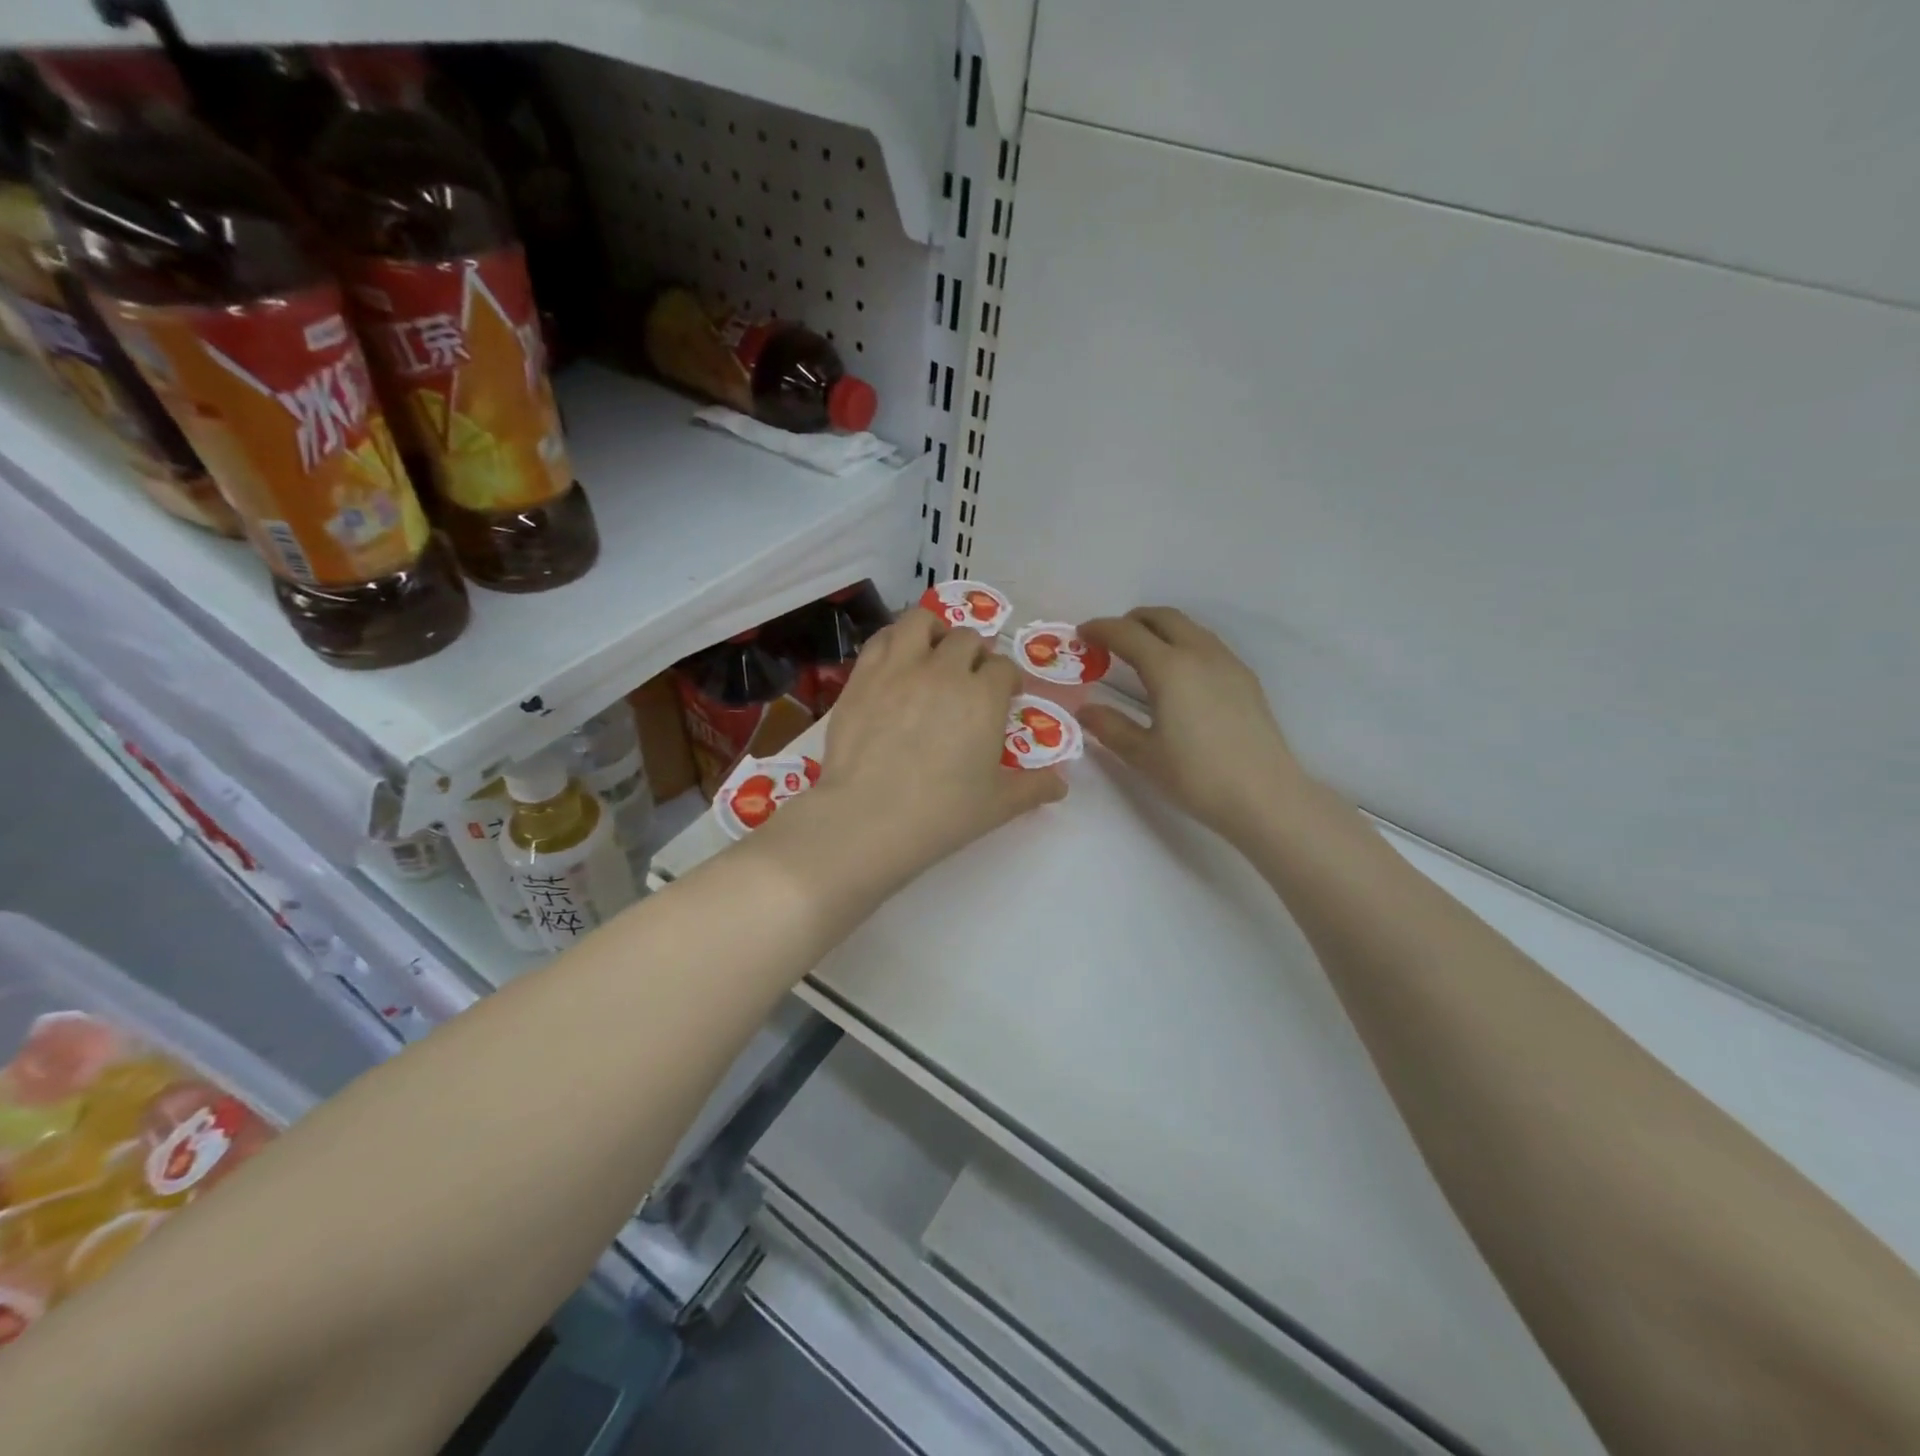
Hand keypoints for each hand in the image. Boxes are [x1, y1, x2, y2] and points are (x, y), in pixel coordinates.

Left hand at [765, 608, 1065, 899]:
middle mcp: (943, 669)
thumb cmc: (940, 814)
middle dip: (975, 654)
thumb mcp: (997, 805)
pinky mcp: (862, 676)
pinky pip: (882, 638)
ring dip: (935, 631)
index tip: (1005, 694)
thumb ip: (1034, 788)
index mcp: (983, 696)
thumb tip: (1061, 784)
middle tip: (970, 677)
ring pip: (921, 621)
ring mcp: (899, 668)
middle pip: (966, 640)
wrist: (867, 818)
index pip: (1003, 668)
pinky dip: (896, 640)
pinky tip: (897, 659)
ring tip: (934, 651)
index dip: (1007, 679)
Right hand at [1078, 607, 1308, 845]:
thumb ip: (1110, 727)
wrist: (1265, 796)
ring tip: (1141, 655)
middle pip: (1162, 617)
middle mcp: (1200, 653)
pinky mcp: (1245, 678)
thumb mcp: (1143, 755)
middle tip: (1110, 640)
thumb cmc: (1197, 776)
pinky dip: (1183, 644)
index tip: (1082, 634)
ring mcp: (1228, 663)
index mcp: (1169, 668)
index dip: (1100, 629)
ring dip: (1160, 630)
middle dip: (1132, 621)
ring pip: (1189, 627)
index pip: (1127, 633)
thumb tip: (1086, 710)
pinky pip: (1207, 644)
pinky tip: (1178, 676)